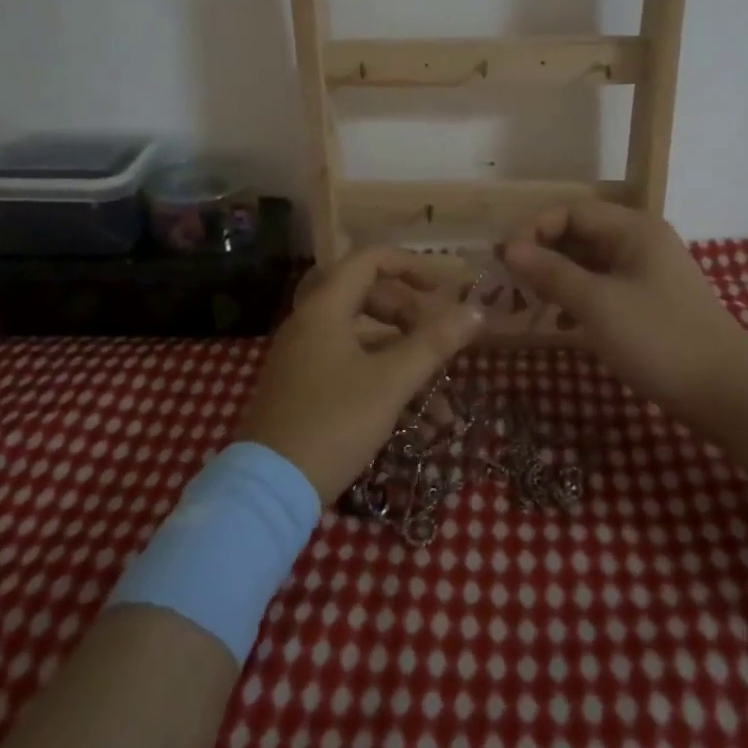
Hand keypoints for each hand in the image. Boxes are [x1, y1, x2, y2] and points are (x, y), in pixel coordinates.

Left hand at [234, 247, 483, 502]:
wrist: (270, 488)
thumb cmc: (333, 423)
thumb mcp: (391, 382)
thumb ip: (434, 343)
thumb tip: (476, 311)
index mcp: (324, 308)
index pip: (369, 260)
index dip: (410, 265)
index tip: (444, 288)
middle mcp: (309, 323)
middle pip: (367, 295)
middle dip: (409, 314)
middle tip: (436, 338)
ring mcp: (303, 356)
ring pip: (362, 336)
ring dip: (402, 354)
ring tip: (437, 389)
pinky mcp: (303, 386)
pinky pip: (349, 364)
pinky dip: (381, 376)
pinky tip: (414, 415)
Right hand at [501, 200, 747, 432]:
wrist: (727, 393)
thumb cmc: (658, 339)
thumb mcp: (598, 304)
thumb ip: (551, 272)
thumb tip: (509, 248)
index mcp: (634, 229)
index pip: (572, 211)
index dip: (534, 230)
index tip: (505, 259)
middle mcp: (642, 242)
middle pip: (581, 234)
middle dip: (544, 254)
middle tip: (511, 283)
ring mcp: (648, 273)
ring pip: (591, 263)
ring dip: (558, 278)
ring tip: (531, 302)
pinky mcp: (650, 303)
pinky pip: (604, 287)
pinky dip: (580, 298)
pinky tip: (563, 323)